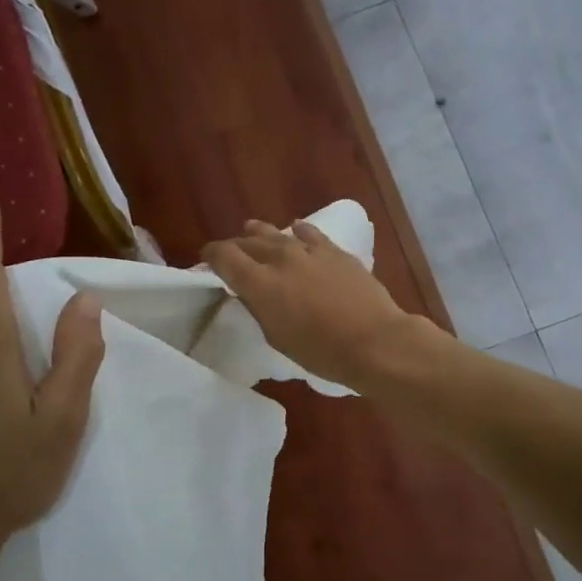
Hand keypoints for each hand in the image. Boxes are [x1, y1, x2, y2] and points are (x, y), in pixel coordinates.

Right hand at [200, 219, 421, 390]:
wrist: (374, 341)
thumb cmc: (321, 351)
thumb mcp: (277, 337)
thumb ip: (259, 308)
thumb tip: (250, 292)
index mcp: (259, 282)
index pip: (223, 256)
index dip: (211, 256)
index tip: (207, 262)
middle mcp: (280, 258)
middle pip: (248, 242)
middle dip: (235, 247)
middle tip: (230, 255)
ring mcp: (309, 251)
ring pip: (276, 233)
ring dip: (261, 233)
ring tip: (251, 230)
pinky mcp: (335, 251)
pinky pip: (309, 234)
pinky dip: (297, 231)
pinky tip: (295, 229)